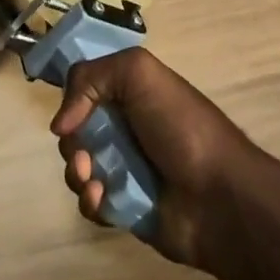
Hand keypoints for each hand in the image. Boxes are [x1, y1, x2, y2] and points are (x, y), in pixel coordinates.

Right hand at [50, 49, 267, 269]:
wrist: (218, 196)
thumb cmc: (180, 125)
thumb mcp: (138, 73)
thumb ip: (91, 78)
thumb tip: (61, 123)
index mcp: (130, 91)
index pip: (85, 87)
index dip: (71, 99)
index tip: (68, 117)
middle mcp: (125, 125)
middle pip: (76, 129)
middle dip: (73, 142)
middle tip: (84, 154)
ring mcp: (124, 167)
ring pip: (78, 165)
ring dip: (77, 172)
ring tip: (93, 180)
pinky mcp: (124, 206)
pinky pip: (91, 202)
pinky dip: (90, 200)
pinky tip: (102, 200)